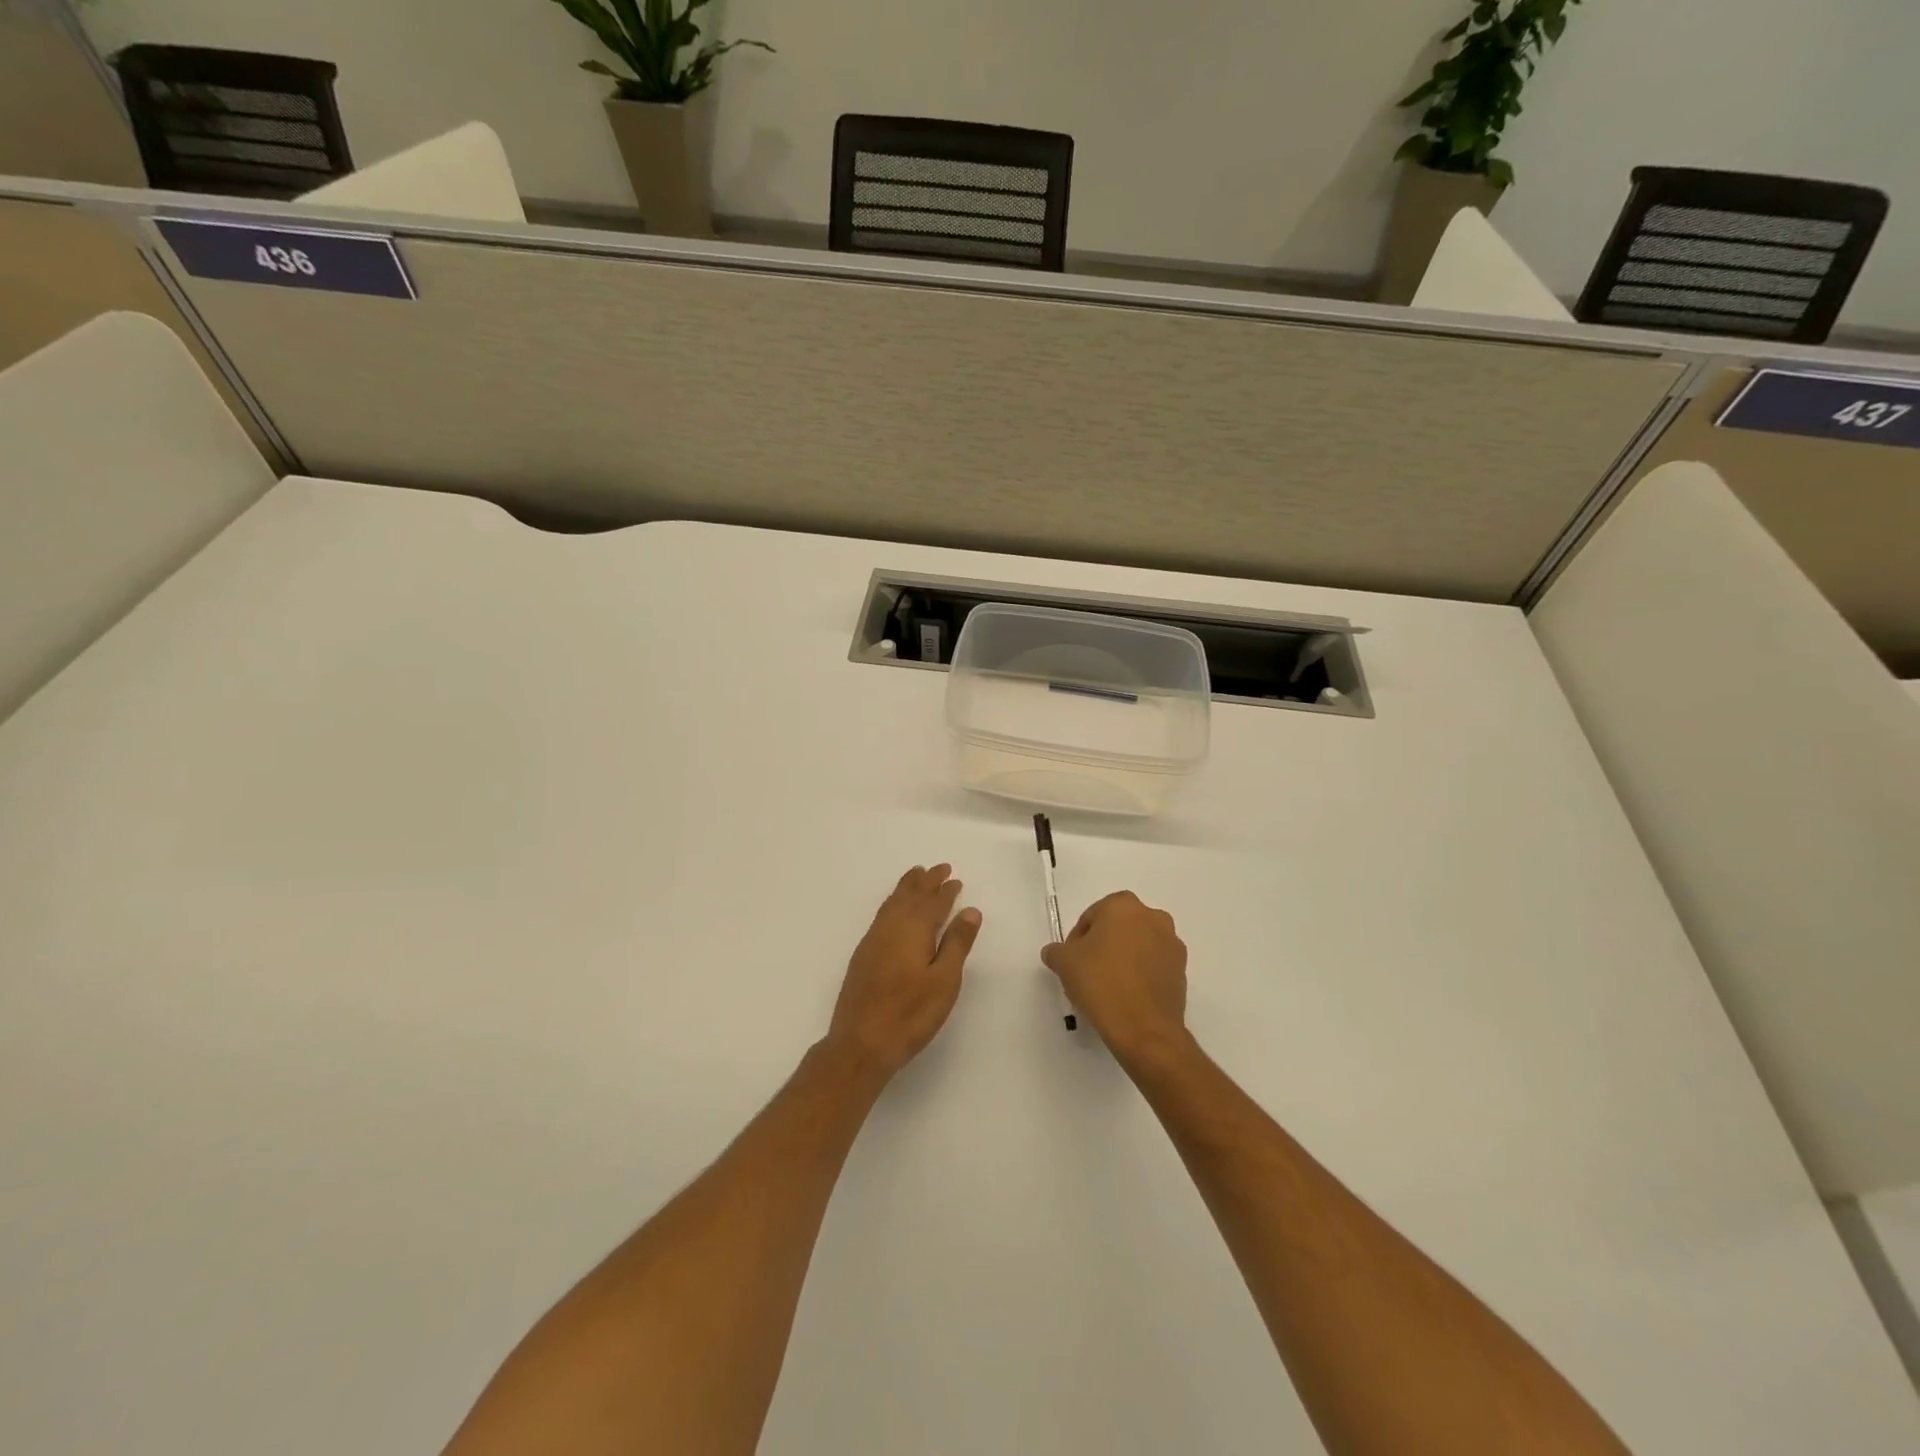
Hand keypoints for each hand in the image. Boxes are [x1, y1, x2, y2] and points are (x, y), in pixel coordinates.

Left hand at [827, 865, 981, 1082]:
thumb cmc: (911, 1013)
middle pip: (910, 896)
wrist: (861, 1043)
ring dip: (906, 888)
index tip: (955, 878)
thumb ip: (957, 943)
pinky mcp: (863, 955)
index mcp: (913, 930)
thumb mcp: (944, 980)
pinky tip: (894, 909)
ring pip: (892, 903)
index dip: (945, 891)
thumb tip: (970, 911)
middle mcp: (891, 928)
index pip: (933, 903)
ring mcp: (873, 940)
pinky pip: (882, 915)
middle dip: (925, 881)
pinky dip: (893, 902)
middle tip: (938, 868)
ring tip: (916, 875)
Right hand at [1042, 891, 1188, 1069]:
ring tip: (1109, 987)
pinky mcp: (1182, 970)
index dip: (1078, 939)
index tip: (1072, 962)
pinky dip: (1141, 974)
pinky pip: (1154, 965)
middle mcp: (1153, 917)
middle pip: (1118, 927)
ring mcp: (1172, 944)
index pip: (1092, 916)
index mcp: (1123, 906)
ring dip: (1124, 958)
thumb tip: (1056, 953)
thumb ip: (1056, 950)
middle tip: (1088, 972)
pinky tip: (1128, 996)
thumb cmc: (1101, 984)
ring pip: (1138, 945)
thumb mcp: (1064, 963)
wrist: (1144, 1029)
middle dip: (1103, 945)